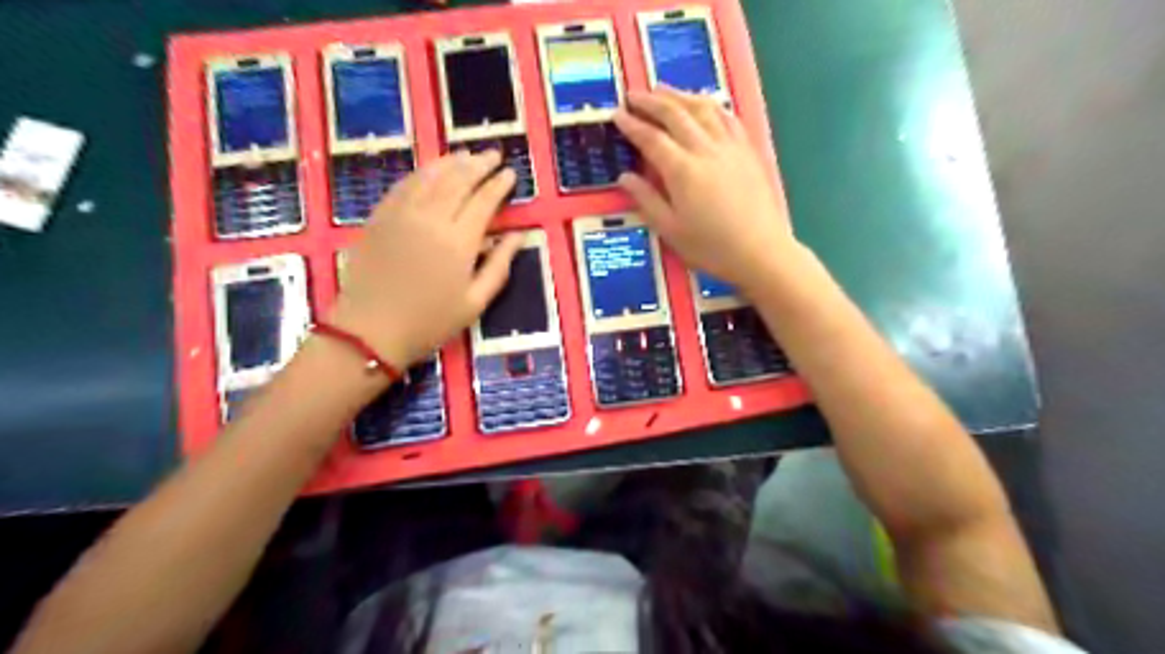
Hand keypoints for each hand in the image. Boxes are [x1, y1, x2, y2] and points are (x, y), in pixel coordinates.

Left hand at [332, 149, 523, 370]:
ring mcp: (402, 213)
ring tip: (467, 154)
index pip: (484, 200)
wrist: (370, 331)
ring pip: (431, 176)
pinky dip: (422, 172)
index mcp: (459, 241)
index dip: (499, 184)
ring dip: (452, 162)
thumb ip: (500, 265)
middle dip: (479, 164)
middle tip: (494, 154)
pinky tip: (432, 170)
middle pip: (459, 180)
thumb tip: (518, 235)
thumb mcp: (476, 302)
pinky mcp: (380, 216)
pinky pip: (404, 185)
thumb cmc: (430, 322)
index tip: (510, 173)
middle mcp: (431, 218)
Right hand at [613, 83, 795, 293]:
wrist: (760, 251)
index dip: (632, 124)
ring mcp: (729, 146)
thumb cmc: (711, 246)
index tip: (617, 114)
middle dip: (651, 101)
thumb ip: (646, 199)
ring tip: (662, 91)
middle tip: (633, 95)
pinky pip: (726, 116)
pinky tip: (703, 104)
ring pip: (702, 107)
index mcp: (682, 170)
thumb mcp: (670, 230)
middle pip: (675, 114)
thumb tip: (624, 177)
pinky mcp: (747, 150)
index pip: (651, 138)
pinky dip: (709, 104)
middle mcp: (705, 149)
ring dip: (679, 95)